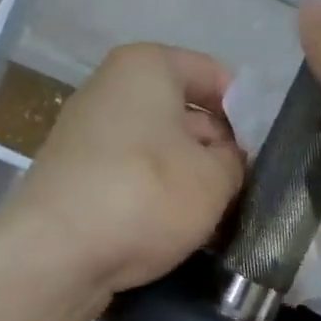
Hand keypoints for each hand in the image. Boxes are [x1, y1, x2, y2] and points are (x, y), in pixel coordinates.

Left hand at [0, 43, 244, 299]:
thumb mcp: (215, 178)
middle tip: (248, 189)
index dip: (247, 112)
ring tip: (219, 216)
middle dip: (218, 149)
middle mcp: (110, 88)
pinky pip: (131, 176)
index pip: (215, 75)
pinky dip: (155, 195)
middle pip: (184, 112)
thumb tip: (227, 159)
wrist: (55, 254)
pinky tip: (177, 228)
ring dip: (189, 178)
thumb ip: (234, 160)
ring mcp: (87, 133)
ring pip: (158, 148)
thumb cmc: (144, 195)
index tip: (266, 151)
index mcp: (145, 66)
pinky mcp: (74, 175)